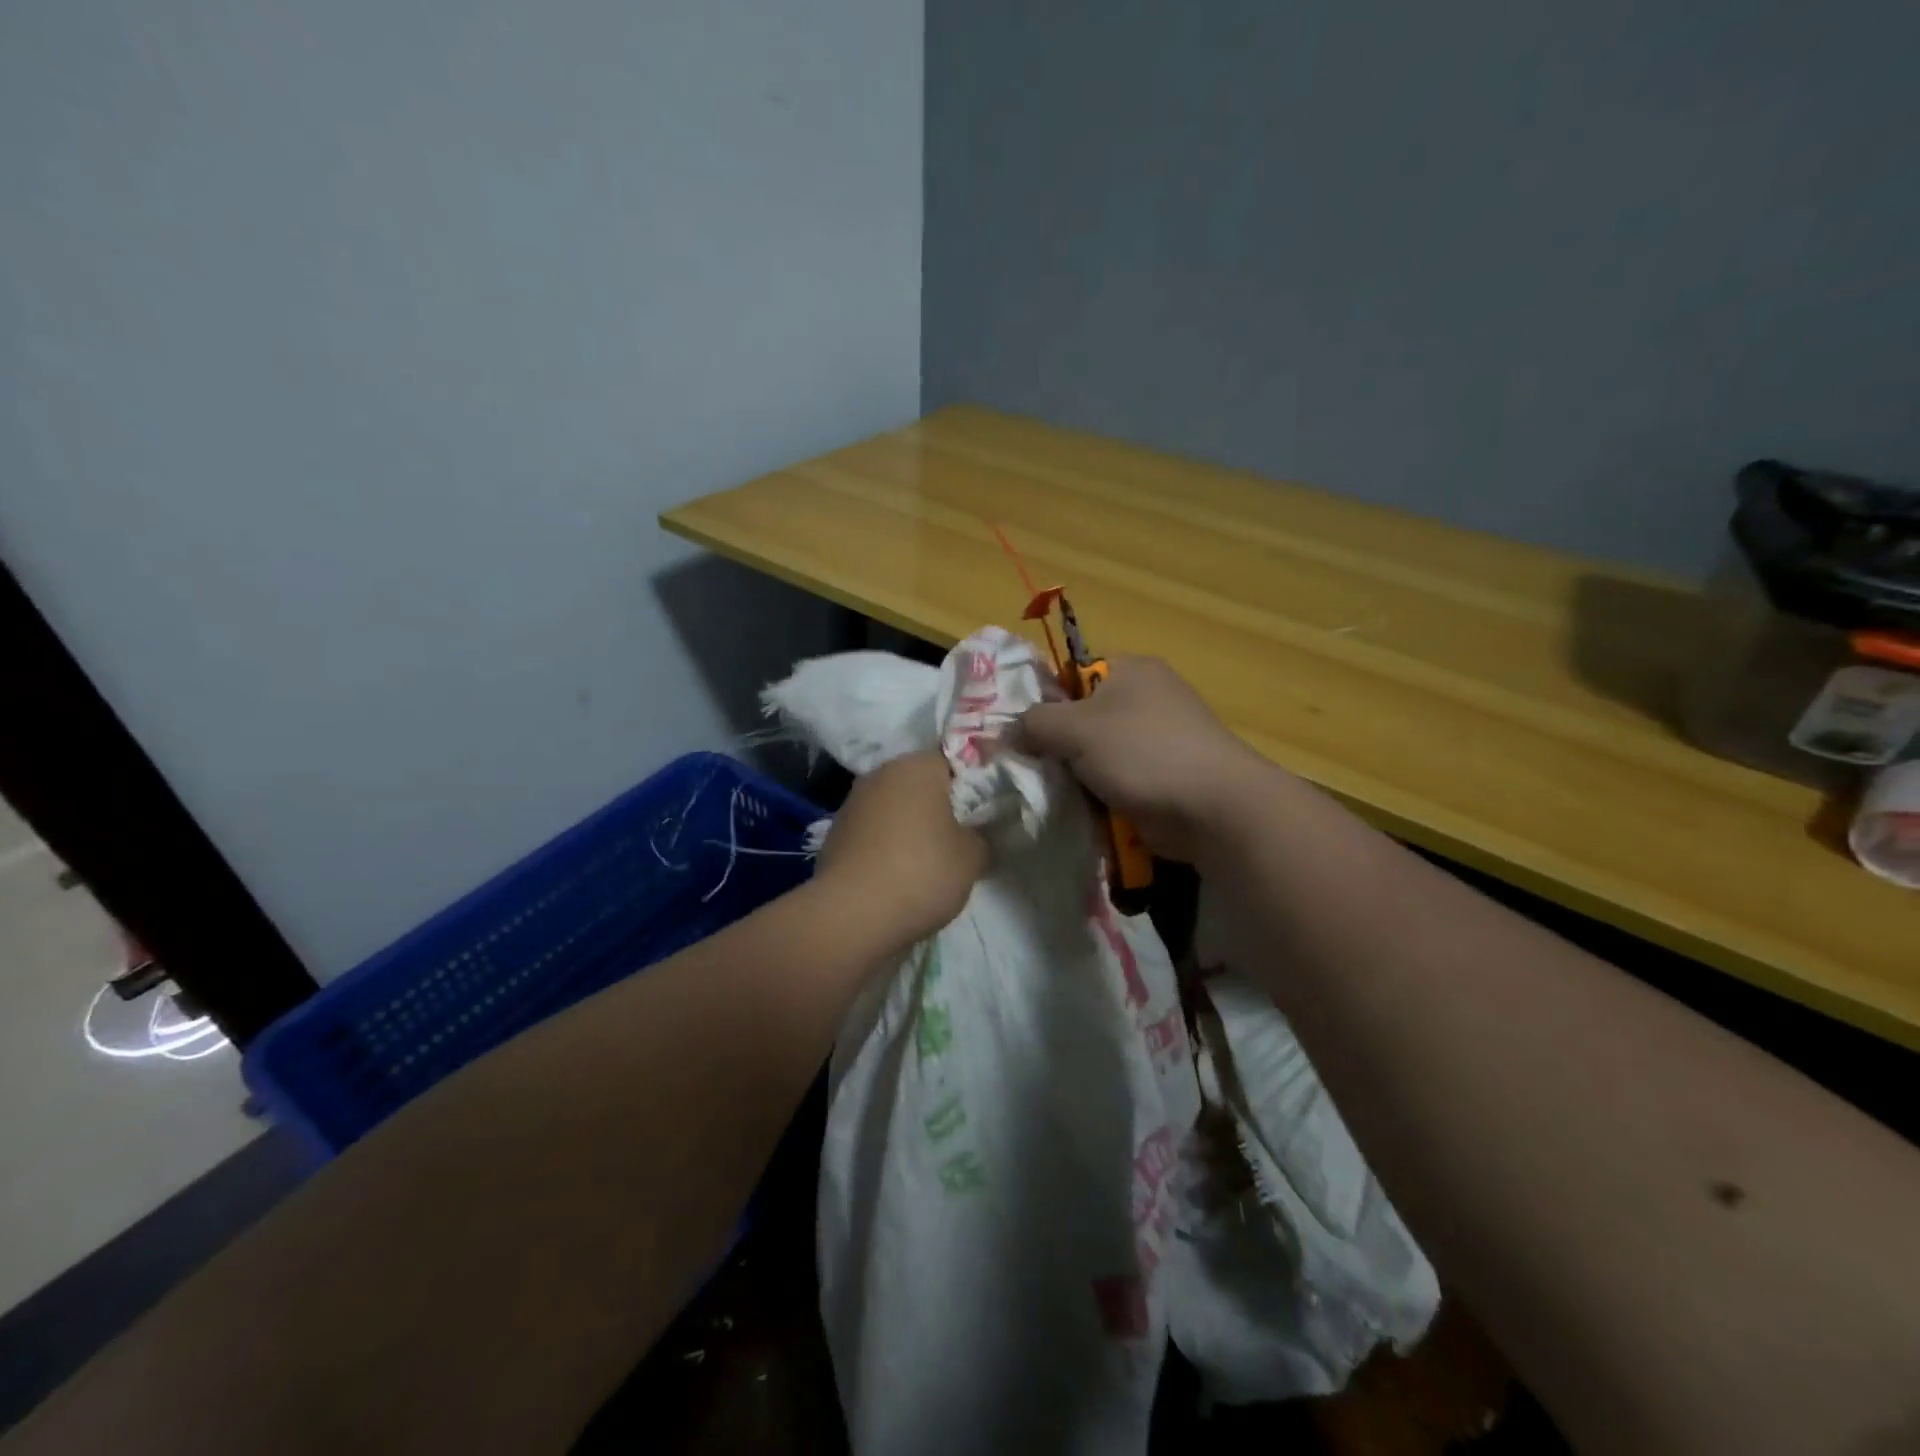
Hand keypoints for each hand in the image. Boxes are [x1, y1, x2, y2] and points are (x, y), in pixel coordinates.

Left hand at [816, 750, 987, 946]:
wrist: (852, 914)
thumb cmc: (922, 872)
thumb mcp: (973, 857)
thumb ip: (979, 836)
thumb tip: (972, 835)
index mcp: (917, 766)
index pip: (952, 762)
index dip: (971, 786)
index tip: (982, 815)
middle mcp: (881, 774)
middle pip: (920, 784)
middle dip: (938, 807)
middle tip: (959, 839)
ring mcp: (852, 803)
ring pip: (894, 808)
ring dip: (909, 826)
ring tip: (927, 862)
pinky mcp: (835, 834)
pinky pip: (873, 832)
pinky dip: (886, 846)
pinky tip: (897, 875)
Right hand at [1011, 656, 1272, 864]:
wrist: (1213, 808)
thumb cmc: (1143, 752)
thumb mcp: (1076, 728)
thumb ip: (1034, 723)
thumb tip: (1008, 732)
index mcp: (1130, 670)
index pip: (1071, 674)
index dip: (1042, 700)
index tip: (1017, 731)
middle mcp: (1145, 698)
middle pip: (1081, 717)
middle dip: (1054, 744)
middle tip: (1026, 766)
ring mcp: (1156, 740)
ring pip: (1095, 754)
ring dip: (1073, 775)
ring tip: (1045, 793)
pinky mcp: (1161, 777)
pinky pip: (1115, 780)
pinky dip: (1097, 795)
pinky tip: (1076, 810)